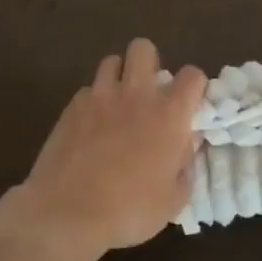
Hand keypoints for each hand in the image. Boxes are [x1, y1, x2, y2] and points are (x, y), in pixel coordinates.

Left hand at [0, 40, 206, 260]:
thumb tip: (187, 144)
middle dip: (150, 63)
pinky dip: (95, 100)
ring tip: (119, 102)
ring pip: (112, 61)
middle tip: (149, 94)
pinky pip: (88, 89)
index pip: (193, 75)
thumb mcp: (173, 199)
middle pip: (144, 48)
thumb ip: (186, 164)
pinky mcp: (72, 106)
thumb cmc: (129, 210)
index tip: (190, 106)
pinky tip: (92, 124)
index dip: (195, 87)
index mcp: (169, 114)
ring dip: (120, 76)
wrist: (66, 211)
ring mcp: (100, 96)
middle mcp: (136, 94)